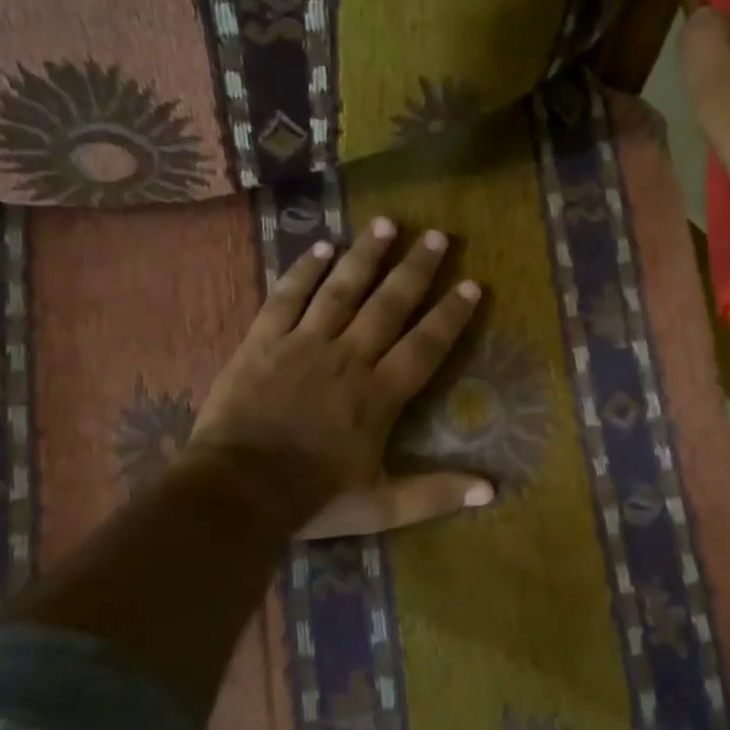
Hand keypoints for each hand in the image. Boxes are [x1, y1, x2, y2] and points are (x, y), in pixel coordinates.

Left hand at [189, 218, 492, 539]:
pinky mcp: (264, 341)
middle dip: (415, 269)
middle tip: (436, 236)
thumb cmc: (313, 498)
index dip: (450, 316)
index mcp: (379, 394)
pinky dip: (304, 271)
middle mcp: (348, 358)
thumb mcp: (381, 506)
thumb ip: (435, 494)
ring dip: (366, 256)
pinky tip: (321, 247)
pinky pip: (288, 297)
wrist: (238, 489)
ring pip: (342, 290)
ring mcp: (304, 344)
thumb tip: (492, 490)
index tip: (472, 285)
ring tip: (386, 223)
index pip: (425, 346)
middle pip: (388, 305)